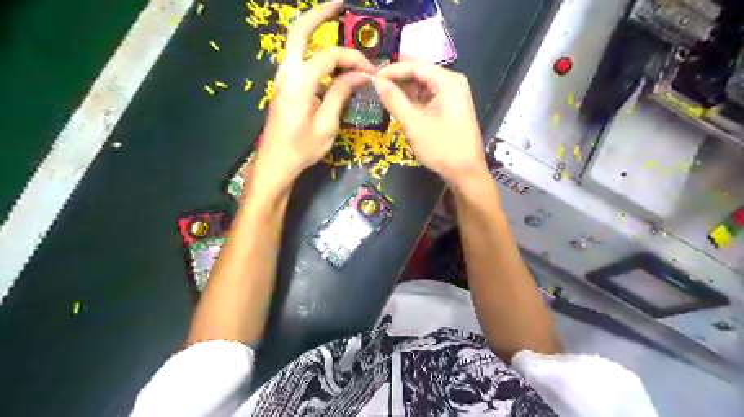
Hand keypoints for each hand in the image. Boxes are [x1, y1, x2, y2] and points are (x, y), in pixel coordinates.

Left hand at [256, 1, 375, 188]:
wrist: (275, 163)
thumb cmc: (302, 148)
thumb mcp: (327, 125)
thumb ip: (341, 94)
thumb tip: (359, 75)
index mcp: (299, 83)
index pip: (329, 57)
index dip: (353, 59)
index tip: (371, 71)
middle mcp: (286, 73)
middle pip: (298, 31)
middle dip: (319, 14)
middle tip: (339, 4)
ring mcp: (282, 78)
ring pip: (295, 44)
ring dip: (313, 30)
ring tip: (334, 22)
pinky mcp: (284, 86)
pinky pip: (298, 61)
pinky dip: (313, 53)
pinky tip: (330, 63)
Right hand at [373, 60, 488, 184]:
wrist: (465, 172)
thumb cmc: (441, 147)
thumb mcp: (414, 123)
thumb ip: (394, 100)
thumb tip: (377, 81)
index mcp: (447, 81)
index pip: (415, 66)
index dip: (392, 70)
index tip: (371, 77)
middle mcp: (452, 83)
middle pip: (420, 73)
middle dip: (397, 78)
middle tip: (374, 85)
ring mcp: (453, 96)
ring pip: (423, 86)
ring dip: (404, 90)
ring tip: (382, 94)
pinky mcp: (450, 108)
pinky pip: (428, 97)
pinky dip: (413, 100)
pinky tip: (399, 105)